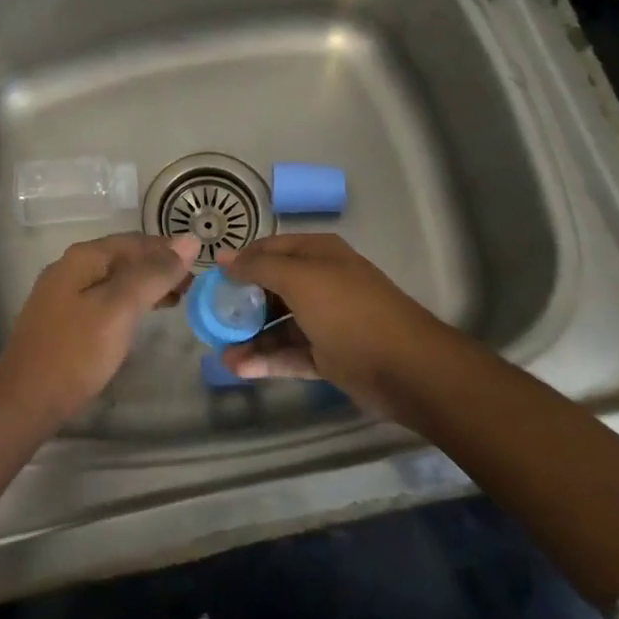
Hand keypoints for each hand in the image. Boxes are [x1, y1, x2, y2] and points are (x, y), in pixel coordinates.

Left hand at [0, 233, 198, 424]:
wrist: (23, 402)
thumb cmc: (75, 353)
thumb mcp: (120, 309)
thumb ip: (153, 274)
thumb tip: (190, 240)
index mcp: (83, 257)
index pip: (135, 241)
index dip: (168, 250)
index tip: (200, 268)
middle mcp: (70, 267)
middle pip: (123, 257)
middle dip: (158, 268)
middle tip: (191, 289)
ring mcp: (62, 294)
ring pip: (113, 279)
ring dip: (145, 286)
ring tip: (174, 302)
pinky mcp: (61, 320)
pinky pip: (103, 299)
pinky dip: (127, 302)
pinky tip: (139, 318)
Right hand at [217, 234, 446, 420]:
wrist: (407, 368)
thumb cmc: (349, 312)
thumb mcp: (300, 279)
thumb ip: (259, 267)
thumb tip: (225, 259)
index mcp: (319, 254)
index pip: (271, 249)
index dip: (241, 261)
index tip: (211, 278)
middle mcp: (322, 282)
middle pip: (272, 288)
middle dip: (242, 303)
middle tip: (212, 319)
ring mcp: (327, 321)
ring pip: (279, 325)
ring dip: (251, 338)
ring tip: (221, 353)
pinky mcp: (330, 356)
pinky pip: (291, 354)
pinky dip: (267, 360)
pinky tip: (240, 369)